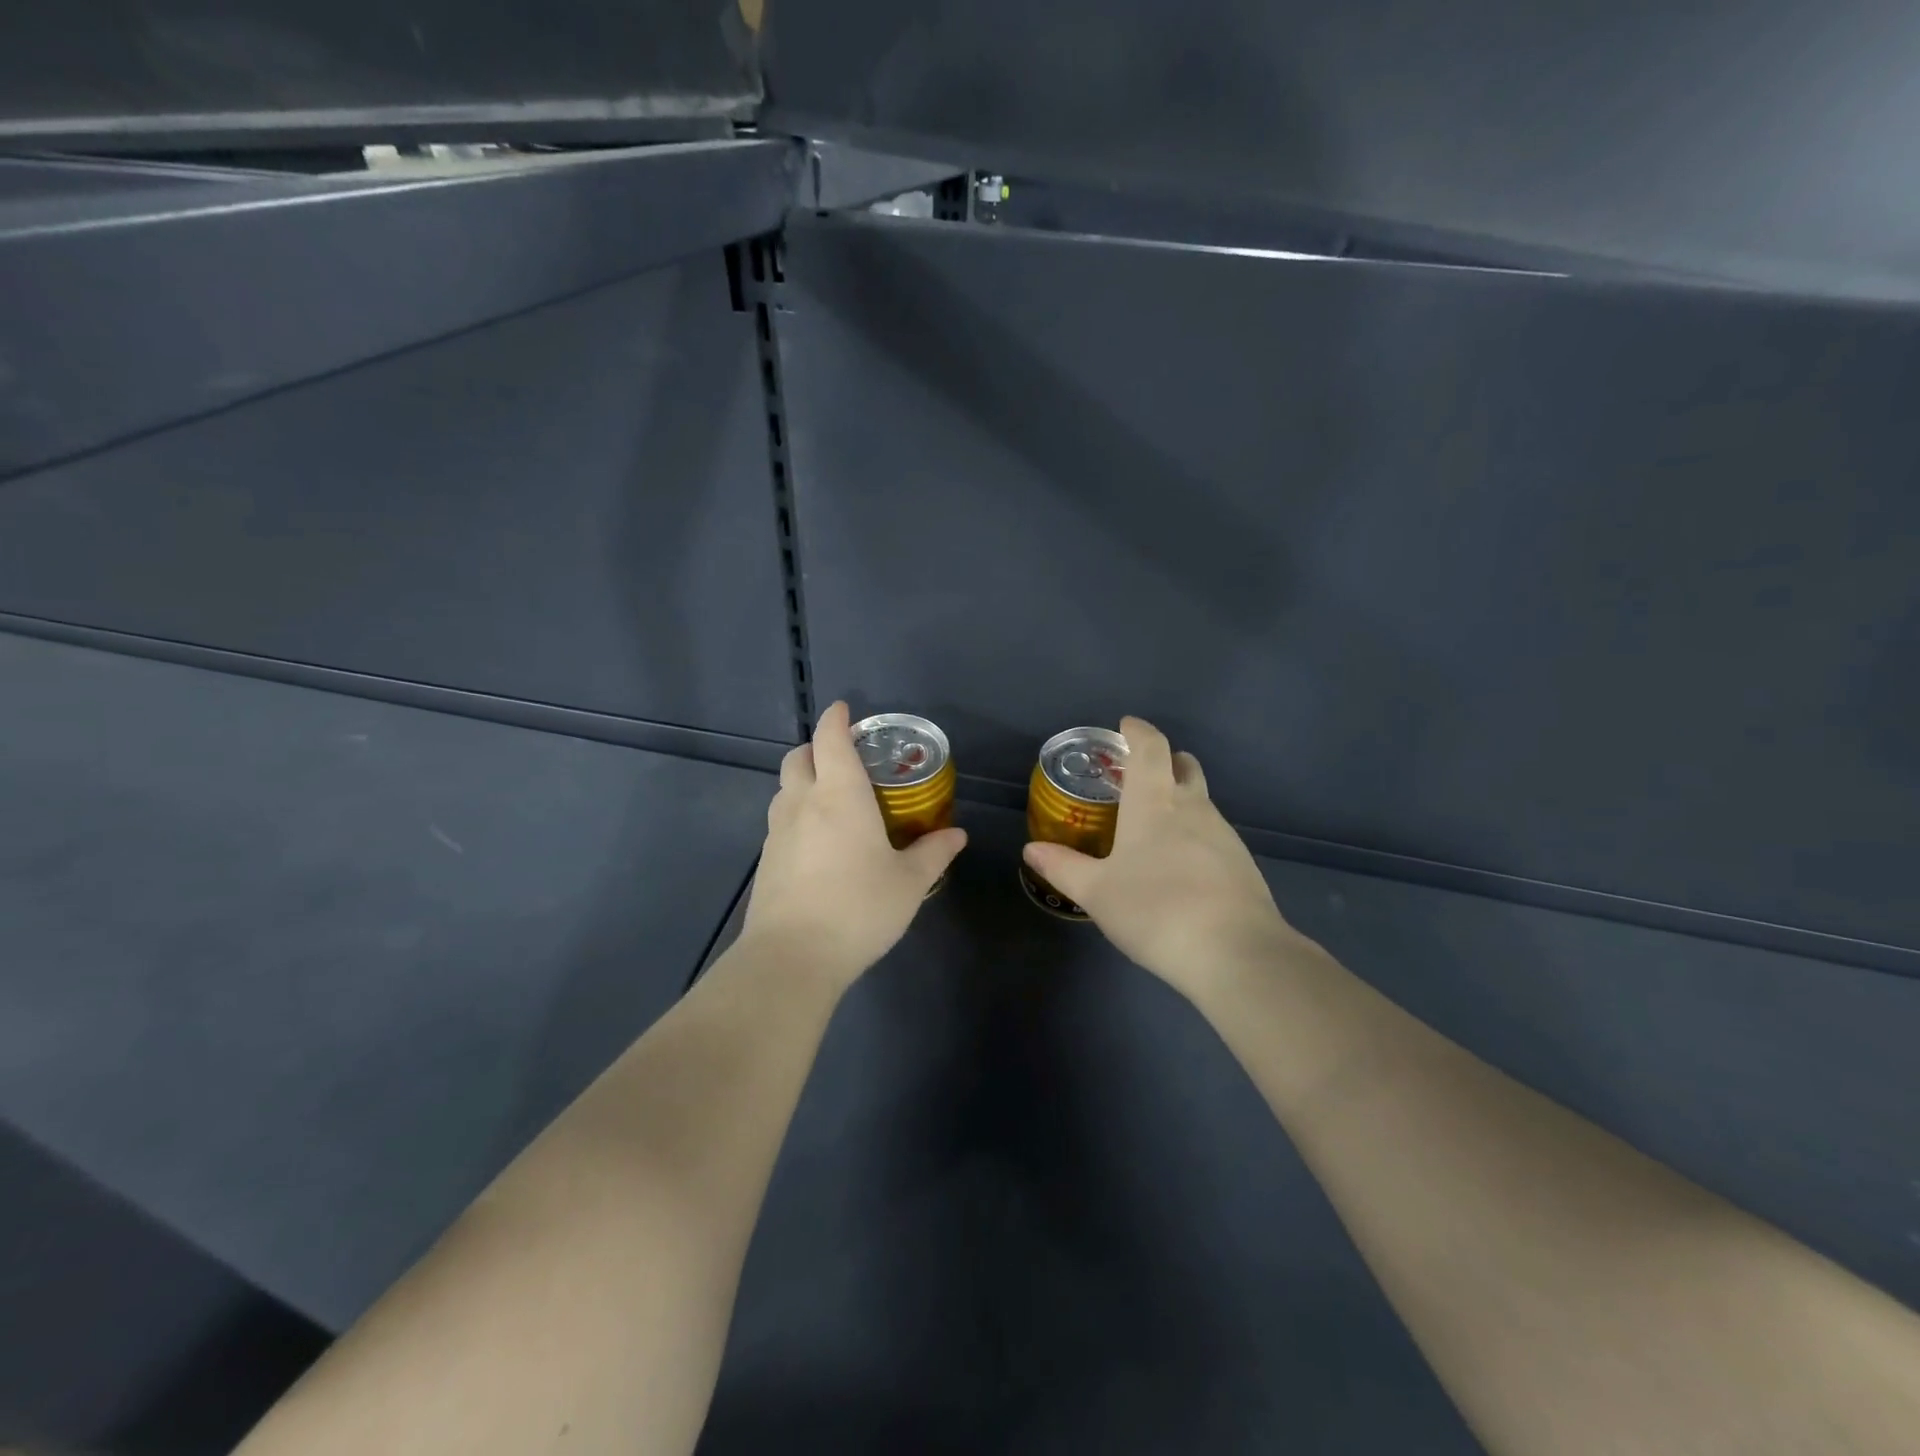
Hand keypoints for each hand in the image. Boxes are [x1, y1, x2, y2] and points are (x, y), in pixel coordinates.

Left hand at [741, 701, 966, 987]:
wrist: (792, 957)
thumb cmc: (859, 908)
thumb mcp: (909, 882)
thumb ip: (933, 853)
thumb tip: (957, 834)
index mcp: (839, 795)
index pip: (830, 740)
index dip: (836, 719)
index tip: (843, 709)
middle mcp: (802, 803)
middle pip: (797, 757)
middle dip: (816, 747)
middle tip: (842, 758)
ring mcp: (776, 832)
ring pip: (783, 789)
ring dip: (802, 781)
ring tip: (830, 799)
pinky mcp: (765, 861)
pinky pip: (779, 821)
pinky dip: (795, 814)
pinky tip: (817, 842)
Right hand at [1022, 716, 1294, 996]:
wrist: (1235, 953)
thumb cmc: (1155, 909)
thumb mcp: (1097, 893)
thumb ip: (1063, 867)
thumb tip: (1031, 850)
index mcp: (1154, 802)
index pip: (1150, 747)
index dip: (1138, 731)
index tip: (1126, 725)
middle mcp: (1193, 807)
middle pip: (1184, 766)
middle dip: (1164, 760)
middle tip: (1139, 775)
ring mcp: (1224, 834)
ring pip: (1201, 800)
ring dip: (1180, 799)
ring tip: (1154, 827)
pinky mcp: (1242, 863)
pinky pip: (1213, 833)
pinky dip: (1194, 833)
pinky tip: (1180, 867)